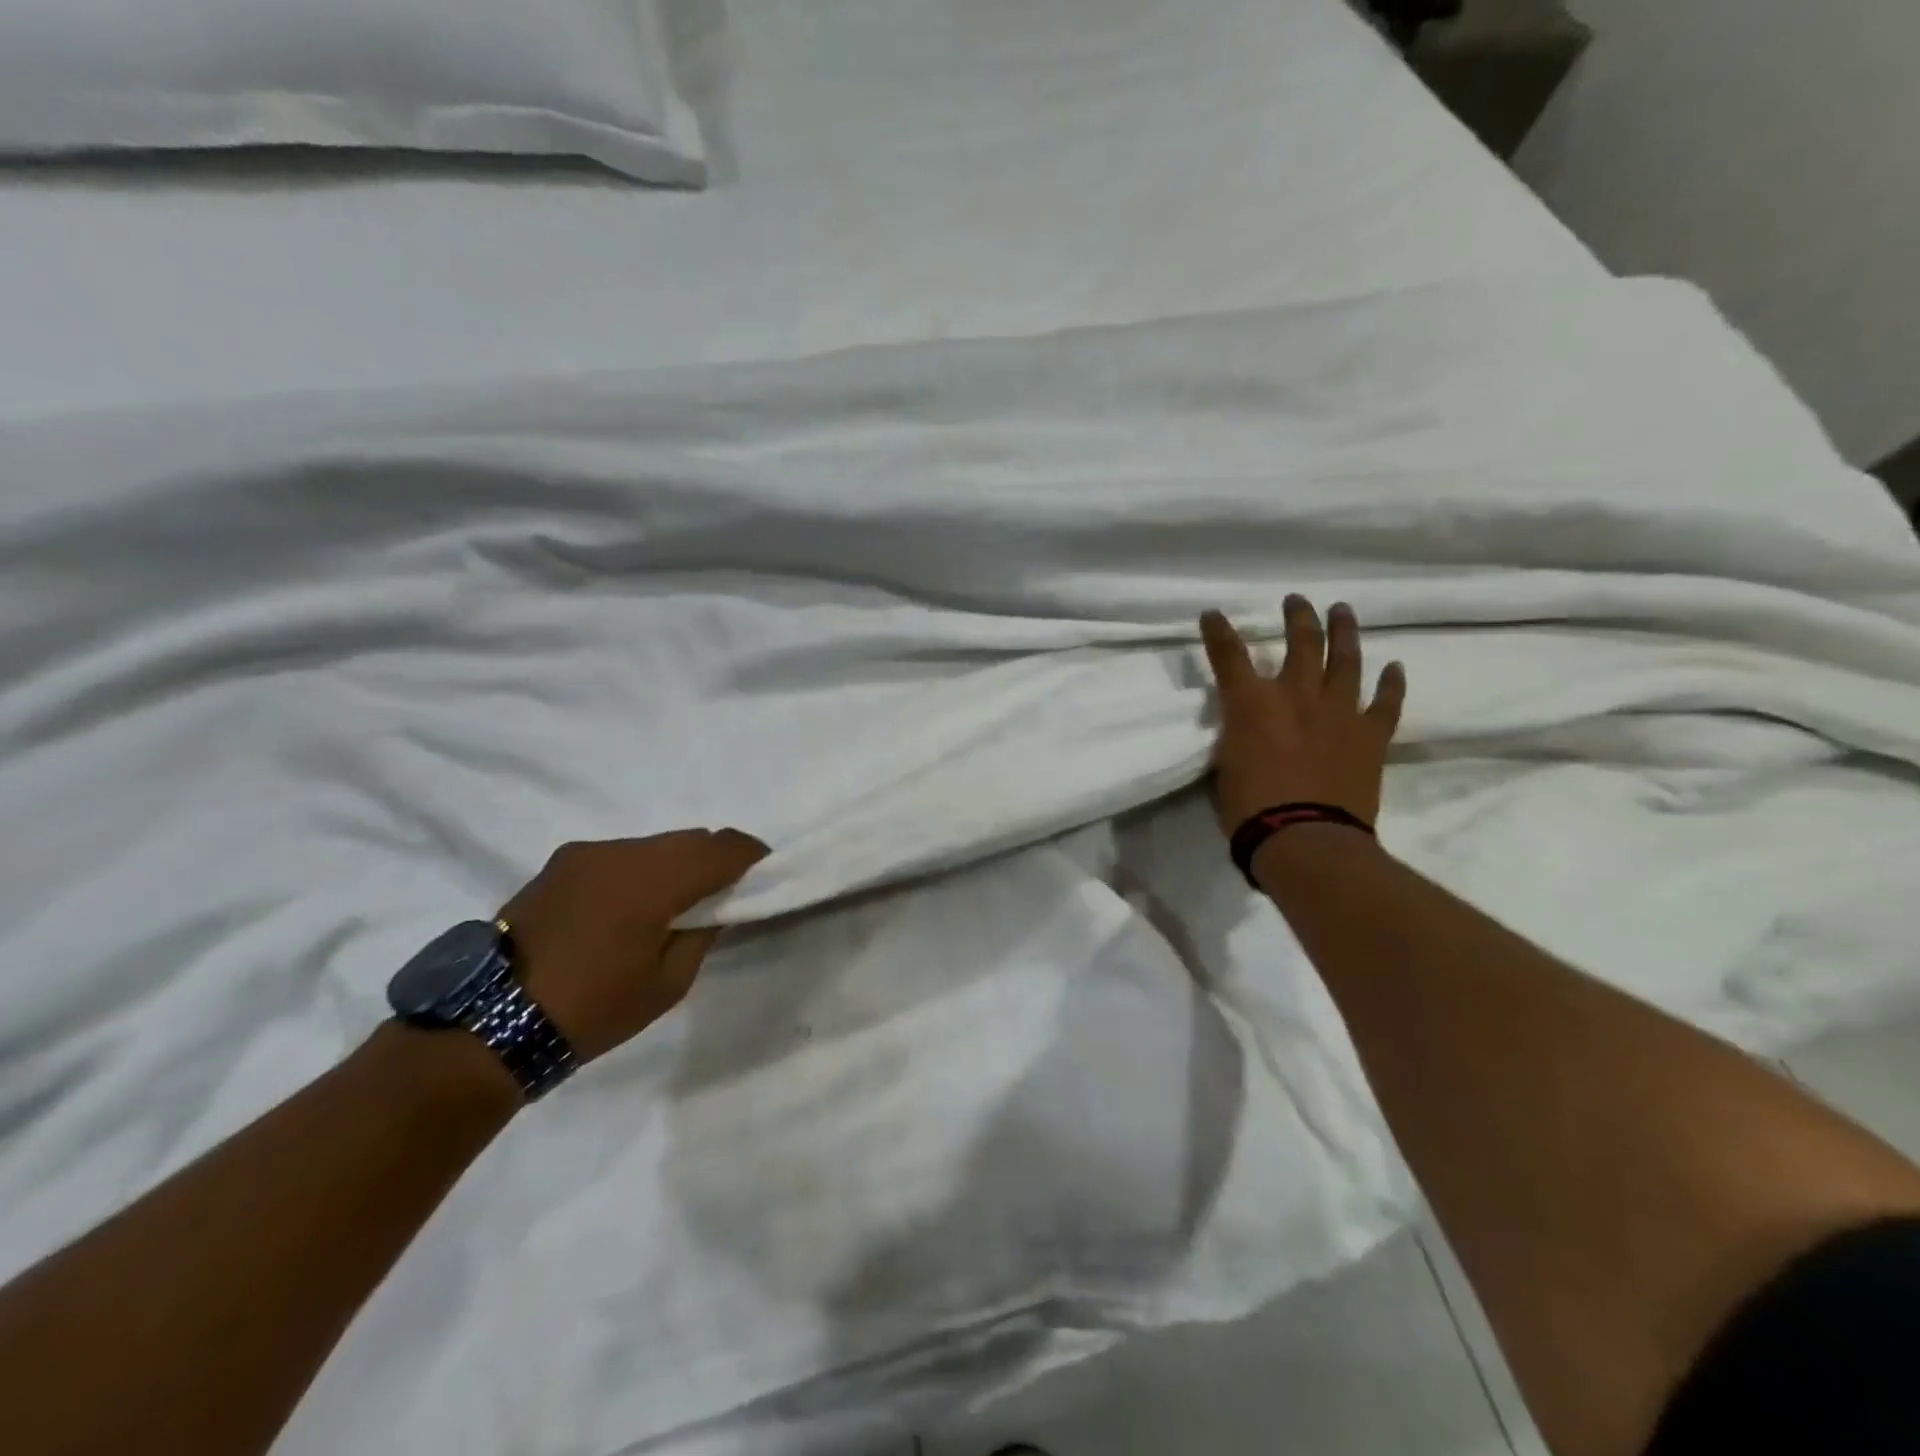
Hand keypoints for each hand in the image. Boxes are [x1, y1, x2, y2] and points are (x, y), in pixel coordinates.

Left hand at [498, 829, 767, 1061]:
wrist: (490, 1023)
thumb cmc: (592, 1010)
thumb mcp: (667, 984)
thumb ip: (701, 934)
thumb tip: (717, 905)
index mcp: (651, 882)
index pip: (721, 848)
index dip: (751, 854)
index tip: (765, 870)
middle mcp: (620, 853)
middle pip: (690, 839)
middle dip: (716, 858)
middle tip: (727, 889)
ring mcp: (587, 853)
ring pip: (655, 843)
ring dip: (677, 863)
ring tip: (677, 899)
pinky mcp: (562, 862)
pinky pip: (622, 853)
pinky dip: (642, 868)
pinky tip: (633, 903)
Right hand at [1200, 598, 1406, 834]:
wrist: (1306, 840)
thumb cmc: (1250, 809)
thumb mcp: (1224, 767)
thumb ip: (1235, 738)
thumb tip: (1245, 731)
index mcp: (1252, 704)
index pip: (1229, 655)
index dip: (1219, 631)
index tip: (1213, 614)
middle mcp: (1297, 695)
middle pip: (1301, 642)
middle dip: (1297, 616)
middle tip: (1297, 600)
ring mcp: (1339, 711)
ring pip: (1346, 659)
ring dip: (1344, 631)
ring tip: (1343, 611)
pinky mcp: (1371, 735)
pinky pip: (1386, 702)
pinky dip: (1391, 684)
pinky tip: (1395, 667)